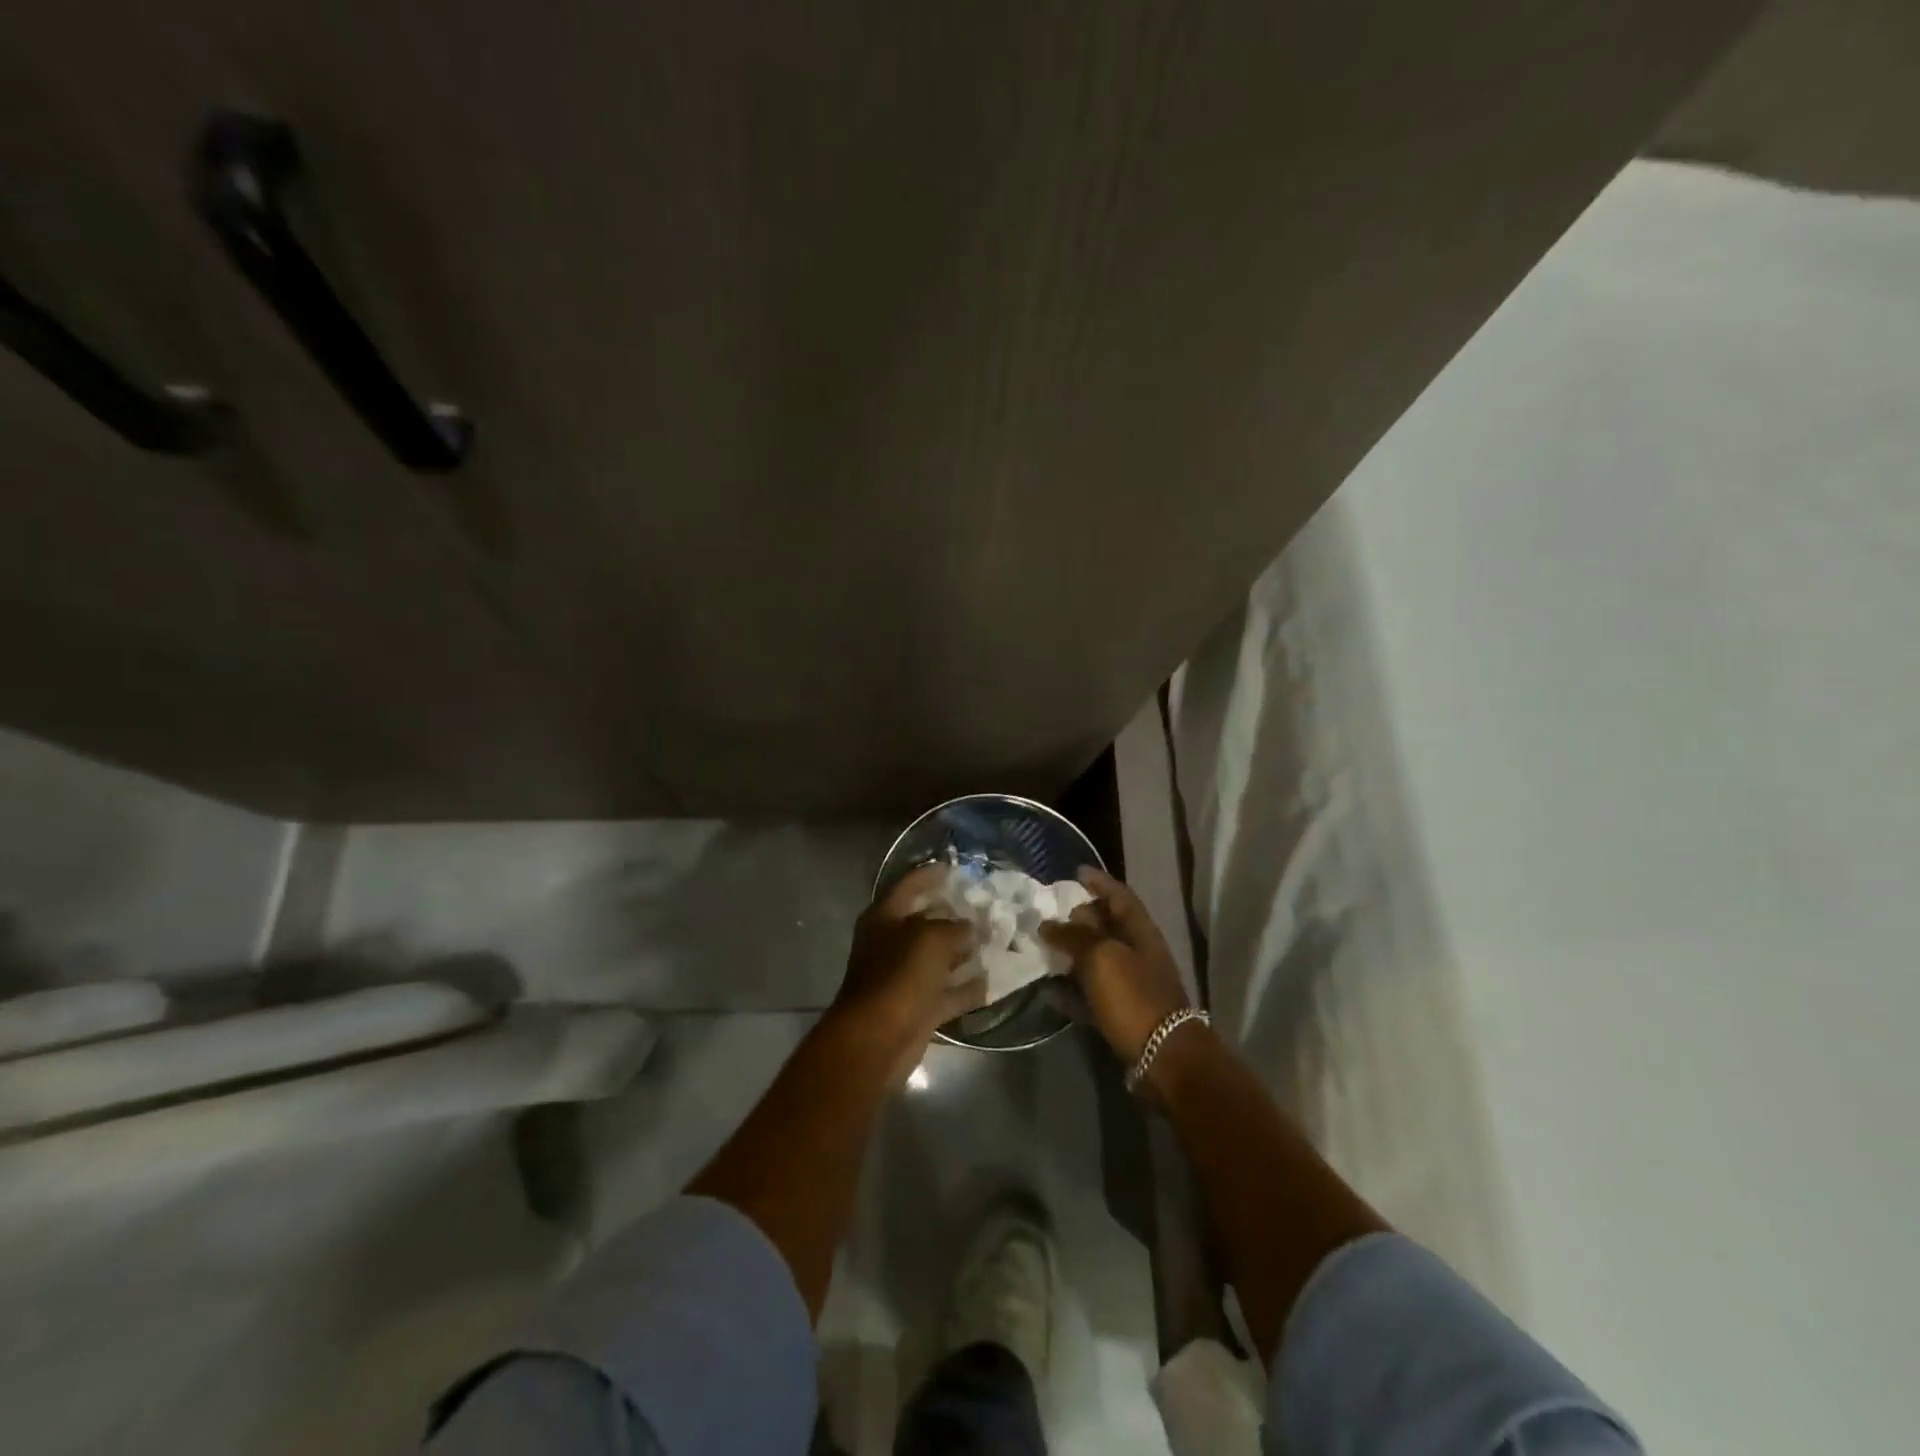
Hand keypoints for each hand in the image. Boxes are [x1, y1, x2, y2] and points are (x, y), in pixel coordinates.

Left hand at [829, 863, 985, 1085]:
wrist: (877, 1039)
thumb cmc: (899, 975)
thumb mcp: (931, 939)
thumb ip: (955, 928)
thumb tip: (970, 928)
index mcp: (885, 917)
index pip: (909, 885)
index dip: (930, 875)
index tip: (955, 867)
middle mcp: (892, 943)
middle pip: (926, 921)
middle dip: (955, 914)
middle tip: (987, 905)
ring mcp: (905, 977)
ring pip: (939, 958)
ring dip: (964, 951)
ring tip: (997, 939)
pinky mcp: (918, 1008)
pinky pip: (948, 992)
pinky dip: (968, 987)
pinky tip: (995, 980)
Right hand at [1041, 867, 1191, 1064]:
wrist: (1164, 1056)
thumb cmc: (1134, 996)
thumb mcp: (1101, 957)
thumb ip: (1074, 936)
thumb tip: (1048, 924)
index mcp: (1139, 931)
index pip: (1119, 895)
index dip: (1098, 881)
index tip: (1074, 872)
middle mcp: (1138, 952)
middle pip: (1107, 926)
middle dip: (1079, 917)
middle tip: (1049, 913)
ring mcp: (1132, 983)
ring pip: (1097, 959)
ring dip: (1072, 953)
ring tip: (1043, 947)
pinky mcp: (1123, 1012)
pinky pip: (1092, 993)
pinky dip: (1072, 989)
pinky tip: (1049, 990)